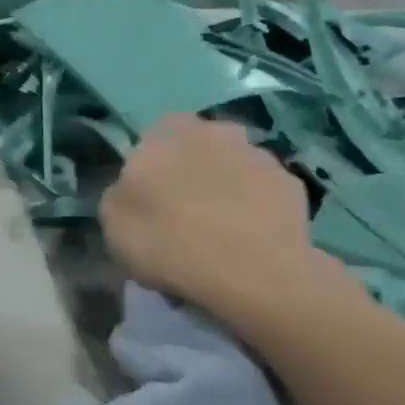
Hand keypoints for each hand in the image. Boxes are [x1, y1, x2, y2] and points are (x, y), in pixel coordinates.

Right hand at [100, 119, 342, 323]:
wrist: (253, 273)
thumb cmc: (170, 242)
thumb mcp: (113, 223)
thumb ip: (120, 195)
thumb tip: (131, 191)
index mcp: (167, 131)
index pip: (151, 140)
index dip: (148, 171)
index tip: (147, 204)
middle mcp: (215, 130)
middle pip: (195, 150)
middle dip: (190, 175)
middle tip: (181, 218)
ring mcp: (259, 155)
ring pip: (231, 170)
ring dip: (224, 192)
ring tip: (218, 237)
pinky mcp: (292, 185)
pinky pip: (261, 196)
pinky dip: (253, 212)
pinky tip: (246, 245)